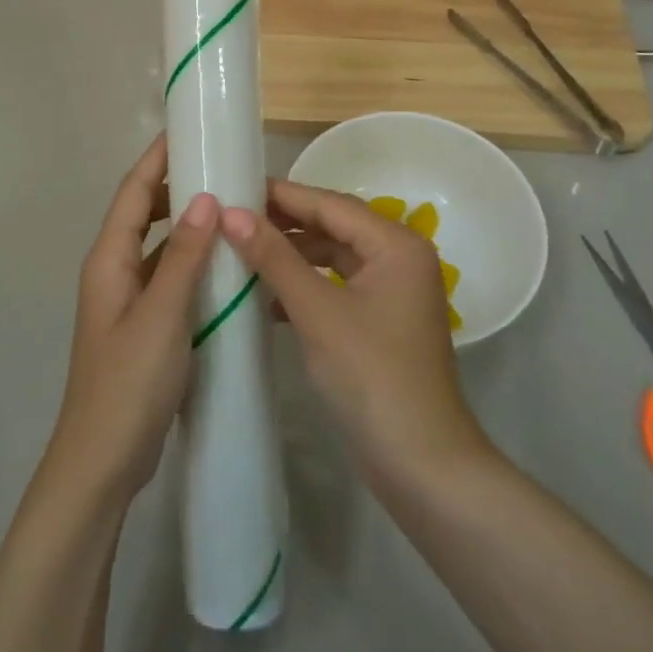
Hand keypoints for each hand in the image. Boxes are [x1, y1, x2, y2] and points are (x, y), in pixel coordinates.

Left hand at [43, 135, 217, 504]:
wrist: (101, 462)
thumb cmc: (128, 385)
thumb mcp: (162, 317)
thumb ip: (184, 259)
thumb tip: (206, 199)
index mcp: (109, 260)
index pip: (134, 193)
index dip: (157, 159)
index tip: (187, 130)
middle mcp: (114, 270)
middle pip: (144, 213)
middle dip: (175, 184)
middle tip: (219, 166)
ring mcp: (127, 299)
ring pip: (159, 246)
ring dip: (187, 224)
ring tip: (228, 205)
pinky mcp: (143, 324)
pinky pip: (168, 276)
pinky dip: (192, 261)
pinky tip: (223, 264)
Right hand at [221, 180, 488, 484]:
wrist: (422, 466)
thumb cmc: (372, 378)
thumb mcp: (318, 312)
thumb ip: (275, 258)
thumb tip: (230, 213)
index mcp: (395, 245)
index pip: (330, 204)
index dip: (281, 195)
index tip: (233, 186)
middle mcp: (398, 257)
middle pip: (333, 225)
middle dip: (284, 223)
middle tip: (230, 216)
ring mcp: (391, 291)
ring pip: (332, 256)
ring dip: (291, 255)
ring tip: (241, 249)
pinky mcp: (379, 320)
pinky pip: (335, 285)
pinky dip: (303, 285)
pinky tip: (265, 296)